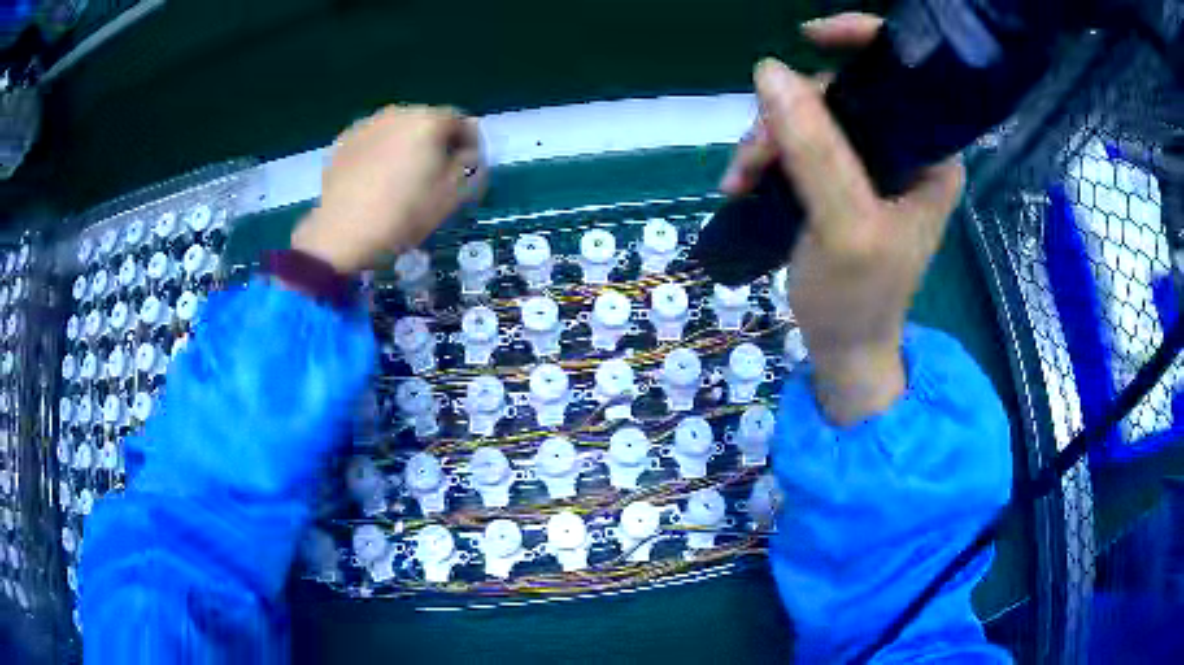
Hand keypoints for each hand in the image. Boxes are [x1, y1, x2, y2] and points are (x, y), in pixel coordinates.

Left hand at [292, 105, 483, 274]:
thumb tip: (468, 153)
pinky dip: (379, 154)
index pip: (462, 122)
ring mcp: (366, 125)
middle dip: (435, 143)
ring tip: (401, 180)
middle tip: (434, 176)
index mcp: (429, 120)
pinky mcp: (342, 142)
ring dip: (406, 147)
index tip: (466, 170)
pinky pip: (372, 142)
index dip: (469, 145)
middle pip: (427, 122)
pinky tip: (374, 181)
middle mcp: (398, 113)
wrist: (342, 235)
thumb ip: (471, 166)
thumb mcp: (453, 195)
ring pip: (397, 130)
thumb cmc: (404, 214)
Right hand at [720, 13, 964, 424]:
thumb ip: (816, 150)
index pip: (904, 74)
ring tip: (741, 179)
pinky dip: (767, 155)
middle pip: (844, 93)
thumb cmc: (858, 298)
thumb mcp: (844, 227)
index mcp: (932, 156)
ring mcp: (873, 164)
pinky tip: (745, 182)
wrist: (843, 348)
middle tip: (755, 157)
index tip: (808, 36)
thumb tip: (769, 72)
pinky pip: (799, 142)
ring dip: (768, 139)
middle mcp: (907, 150)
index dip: (861, 40)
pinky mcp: (843, 178)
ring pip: (813, 116)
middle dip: (790, 114)